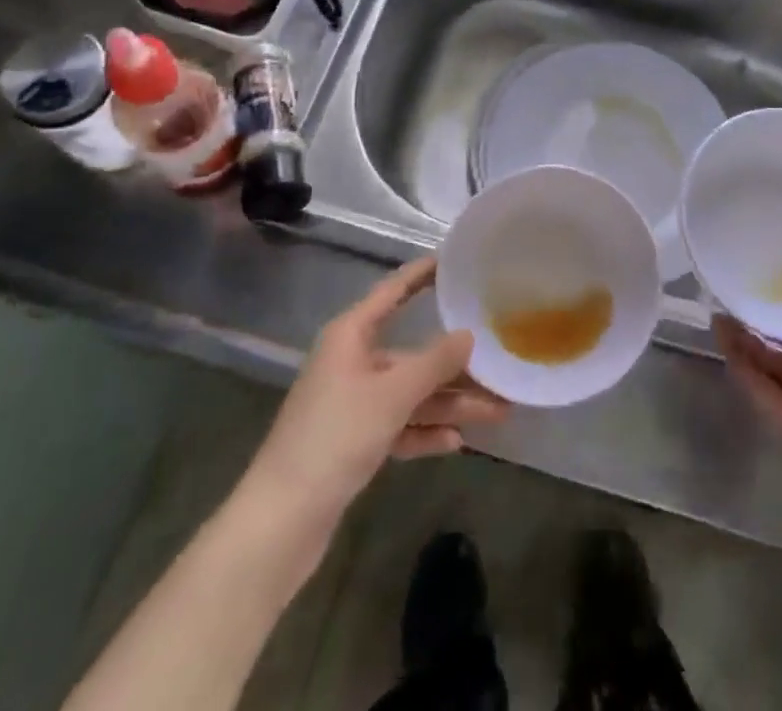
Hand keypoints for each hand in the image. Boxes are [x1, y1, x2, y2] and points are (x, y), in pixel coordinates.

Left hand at [248, 258, 509, 525]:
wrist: (281, 520)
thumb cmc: (335, 437)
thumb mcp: (392, 395)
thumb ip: (434, 363)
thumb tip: (469, 334)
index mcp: (350, 335)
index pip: (392, 291)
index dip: (421, 275)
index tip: (454, 262)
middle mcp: (351, 362)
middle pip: (411, 353)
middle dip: (455, 364)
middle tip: (500, 363)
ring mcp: (351, 403)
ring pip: (410, 394)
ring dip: (449, 403)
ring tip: (498, 412)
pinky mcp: (353, 442)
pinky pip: (398, 425)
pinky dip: (424, 432)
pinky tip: (456, 442)